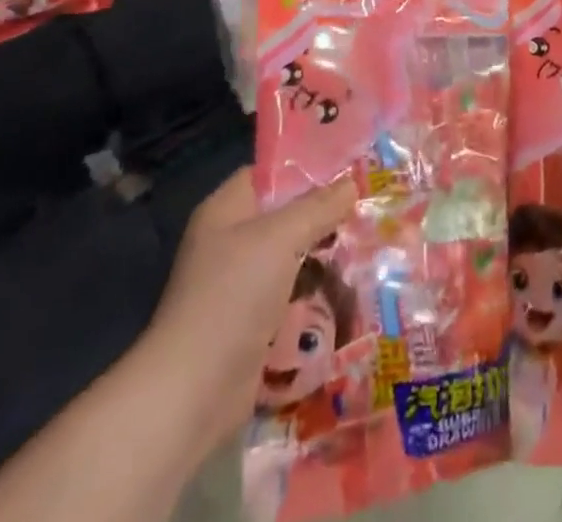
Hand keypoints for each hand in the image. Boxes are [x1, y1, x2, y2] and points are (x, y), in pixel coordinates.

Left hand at [145, 165, 356, 461]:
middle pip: (286, 216)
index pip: (270, 174)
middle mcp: (231, 242)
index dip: (307, 167)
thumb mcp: (281, 237)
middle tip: (368, 209)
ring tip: (369, 247)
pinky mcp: (252, 324)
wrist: (192, 393)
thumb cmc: (233, 296)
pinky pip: (292, 295)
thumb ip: (318, 206)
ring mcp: (241, 285)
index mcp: (227, 210)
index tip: (349, 168)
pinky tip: (350, 290)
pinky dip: (317, 293)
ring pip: (293, 257)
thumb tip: (351, 183)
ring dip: (325, 256)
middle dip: (325, 215)